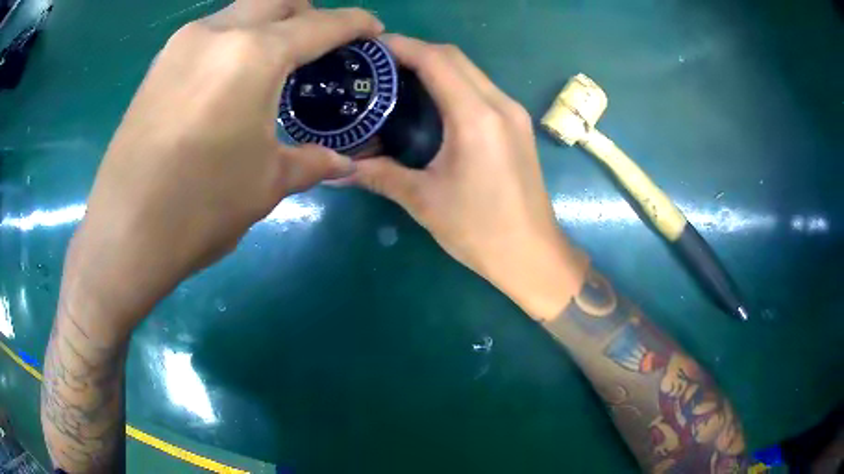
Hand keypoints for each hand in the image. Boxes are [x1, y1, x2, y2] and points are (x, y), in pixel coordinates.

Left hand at [65, 1, 382, 336]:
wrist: (124, 235)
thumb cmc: (200, 209)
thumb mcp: (266, 184)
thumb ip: (310, 161)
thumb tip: (342, 163)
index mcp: (253, 55)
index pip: (319, 24)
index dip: (353, 23)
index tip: (372, 28)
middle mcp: (217, 33)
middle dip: (307, 11)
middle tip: (318, 40)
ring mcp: (181, 45)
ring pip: (239, 10)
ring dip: (266, 22)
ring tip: (274, 59)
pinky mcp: (158, 64)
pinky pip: (209, 33)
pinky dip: (233, 39)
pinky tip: (231, 76)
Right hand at [348, 35, 586, 319]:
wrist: (533, 254)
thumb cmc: (480, 231)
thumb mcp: (424, 200)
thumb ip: (379, 175)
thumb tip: (339, 169)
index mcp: (476, 118)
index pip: (436, 60)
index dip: (402, 46)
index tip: (371, 47)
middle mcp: (500, 105)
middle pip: (454, 56)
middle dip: (415, 50)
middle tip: (380, 63)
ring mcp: (513, 113)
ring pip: (470, 70)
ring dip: (435, 64)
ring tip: (399, 76)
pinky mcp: (517, 126)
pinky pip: (481, 88)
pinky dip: (453, 82)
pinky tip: (431, 99)